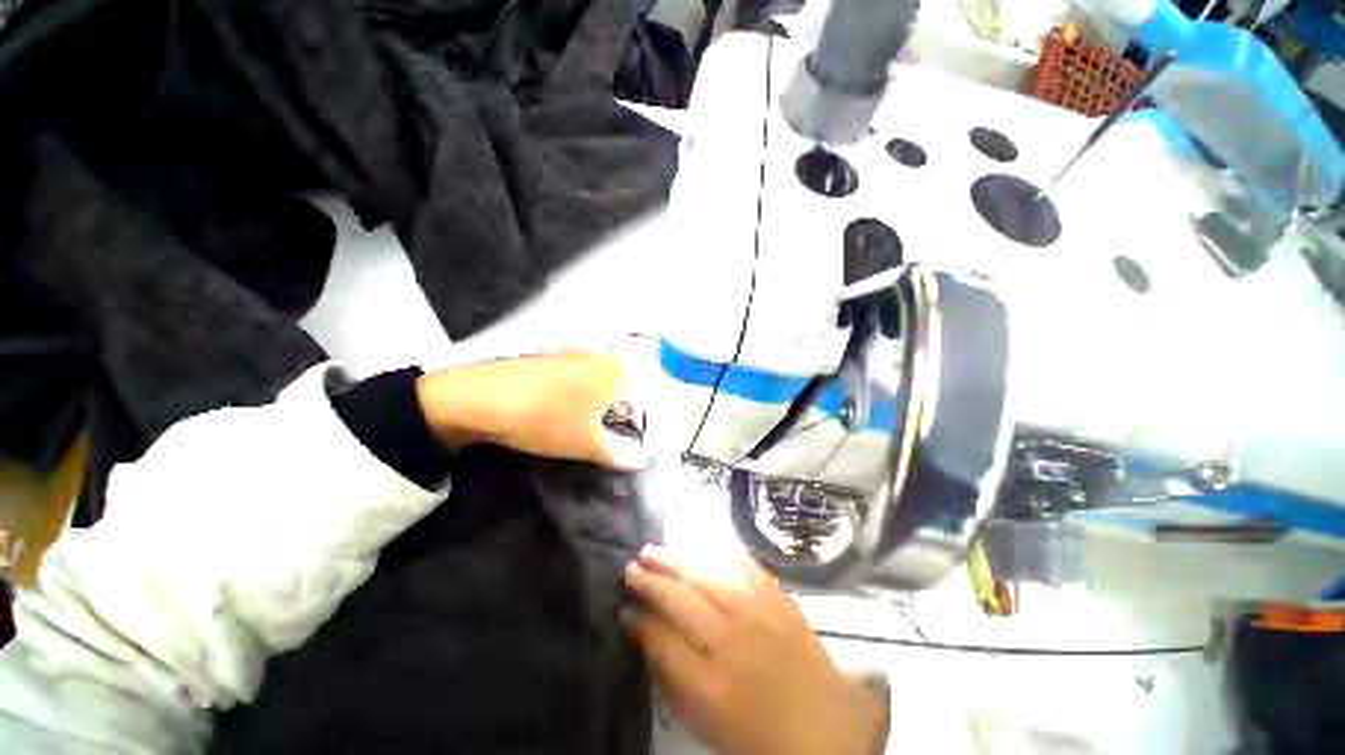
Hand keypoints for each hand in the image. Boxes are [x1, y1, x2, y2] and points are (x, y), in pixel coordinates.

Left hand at [416, 351, 645, 469]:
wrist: (481, 398)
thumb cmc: (548, 419)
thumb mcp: (588, 444)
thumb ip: (619, 453)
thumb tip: (638, 461)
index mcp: (617, 370)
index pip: (646, 390)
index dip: (643, 416)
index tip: (634, 436)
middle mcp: (599, 355)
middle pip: (624, 384)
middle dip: (622, 410)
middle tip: (610, 432)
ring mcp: (573, 353)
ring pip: (600, 380)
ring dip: (600, 403)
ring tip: (585, 425)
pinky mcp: (550, 358)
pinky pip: (577, 376)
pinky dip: (578, 394)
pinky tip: (560, 411)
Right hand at [624, 546, 887, 754]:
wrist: (828, 731)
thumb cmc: (759, 736)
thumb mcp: (705, 723)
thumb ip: (671, 682)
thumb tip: (645, 637)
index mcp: (712, 684)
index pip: (663, 639)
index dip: (639, 620)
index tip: (625, 607)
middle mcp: (733, 640)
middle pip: (682, 599)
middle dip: (652, 581)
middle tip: (630, 567)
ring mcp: (760, 615)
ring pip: (708, 575)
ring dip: (677, 560)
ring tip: (654, 550)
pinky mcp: (780, 601)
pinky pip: (743, 569)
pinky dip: (717, 557)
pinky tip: (701, 550)